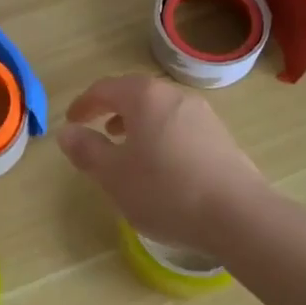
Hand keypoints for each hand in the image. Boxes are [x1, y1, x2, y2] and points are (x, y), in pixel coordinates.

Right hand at [56, 74, 267, 254]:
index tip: (71, 121)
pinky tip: (161, 168)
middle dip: (113, 110)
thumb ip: (87, 150)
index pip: (105, 88)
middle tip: (97, 131)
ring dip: (138, 125)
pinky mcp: (221, 138)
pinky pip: (180, 128)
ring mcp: (204, 116)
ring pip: (160, 112)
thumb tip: (68, 132)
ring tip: (128, 151)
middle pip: (136, 95)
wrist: (237, 215)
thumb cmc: (165, 191)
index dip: (84, 104)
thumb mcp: (113, 175)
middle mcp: (176, 96)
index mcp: (145, 97)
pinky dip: (161, 138)